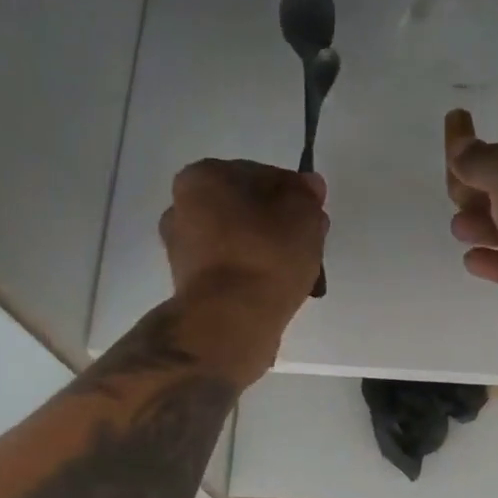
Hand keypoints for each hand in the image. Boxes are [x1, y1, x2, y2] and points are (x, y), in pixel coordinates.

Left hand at [159, 159, 328, 372]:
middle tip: (310, 244)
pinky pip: (232, 271)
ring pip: (240, 242)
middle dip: (280, 224)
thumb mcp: (303, 214)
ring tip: (300, 273)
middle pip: (247, 210)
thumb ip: (307, 195)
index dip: (295, 193)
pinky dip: (254, 276)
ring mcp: (182, 251)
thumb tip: (308, 186)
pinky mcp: (191, 287)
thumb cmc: (265, 256)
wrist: (229, 322)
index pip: (262, 175)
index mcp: (202, 178)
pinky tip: (278, 290)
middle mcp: (182, 209)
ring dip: (269, 252)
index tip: (315, 215)